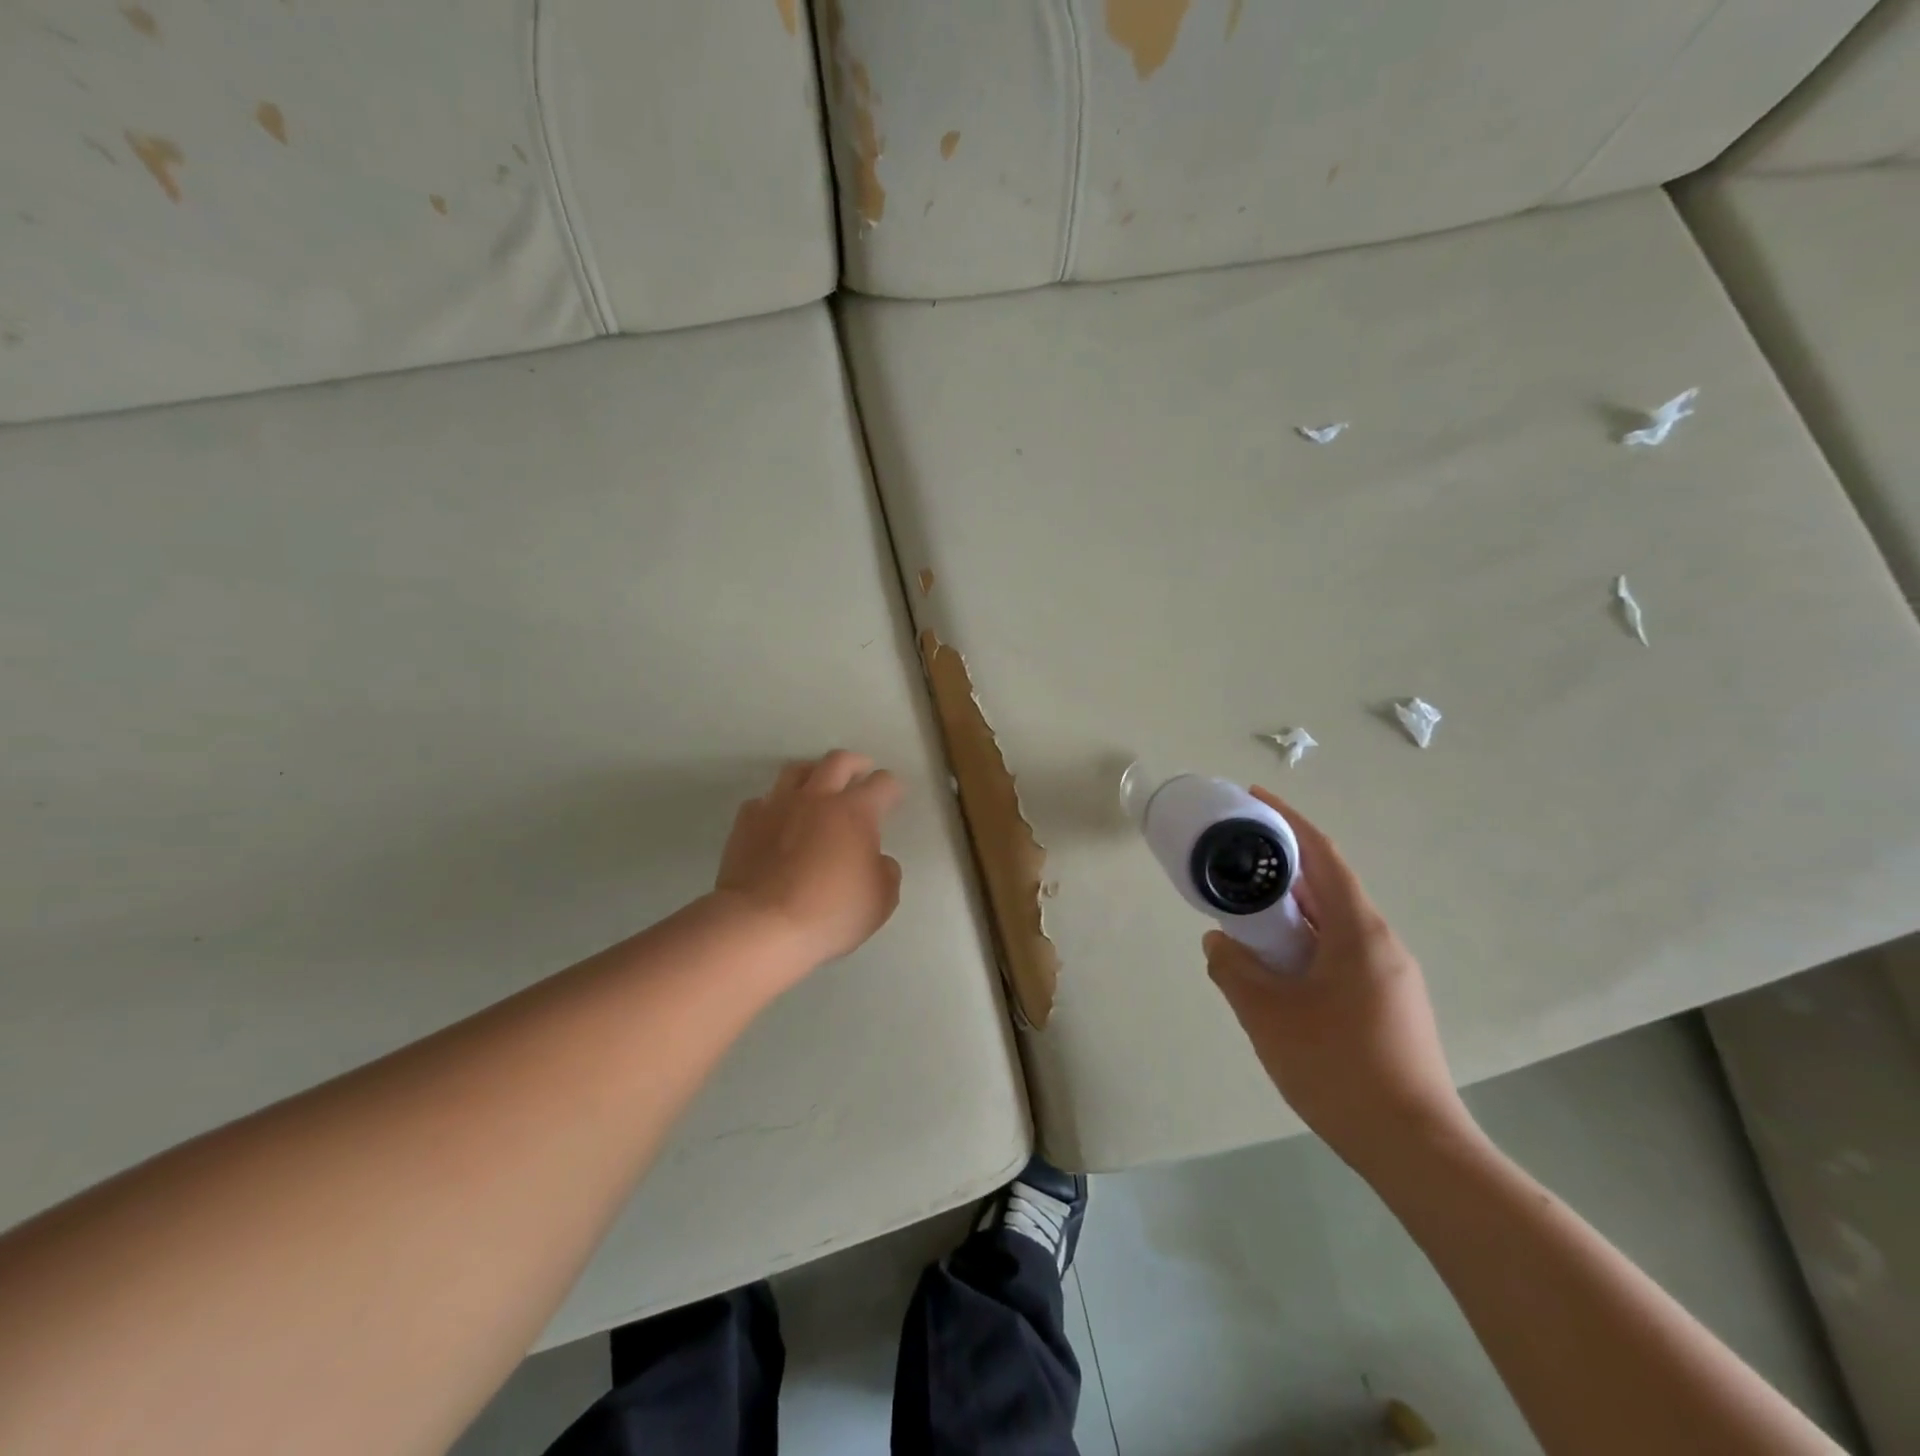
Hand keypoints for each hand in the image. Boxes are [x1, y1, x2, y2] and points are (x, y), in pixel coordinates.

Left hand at [713, 751, 903, 973]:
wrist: (761, 925)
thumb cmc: (830, 913)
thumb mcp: (880, 900)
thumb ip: (886, 872)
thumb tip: (877, 860)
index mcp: (855, 811)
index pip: (882, 783)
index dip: (893, 787)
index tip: (895, 795)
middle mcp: (817, 797)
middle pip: (838, 761)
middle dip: (856, 763)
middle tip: (861, 772)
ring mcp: (778, 805)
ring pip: (797, 770)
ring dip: (814, 772)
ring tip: (819, 785)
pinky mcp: (747, 822)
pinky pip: (764, 800)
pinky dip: (777, 804)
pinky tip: (779, 819)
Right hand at [1203, 789, 1474, 1175]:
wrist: (1414, 1147)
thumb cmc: (1338, 1067)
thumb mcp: (1267, 1014)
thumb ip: (1232, 968)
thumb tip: (1218, 941)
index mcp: (1358, 932)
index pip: (1323, 856)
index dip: (1288, 822)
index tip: (1254, 800)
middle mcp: (1381, 943)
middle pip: (1327, 887)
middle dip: (1281, 870)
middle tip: (1235, 864)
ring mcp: (1389, 976)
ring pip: (1332, 924)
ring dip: (1290, 912)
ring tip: (1245, 916)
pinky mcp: (1389, 1005)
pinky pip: (1340, 954)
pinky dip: (1304, 943)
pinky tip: (1276, 969)